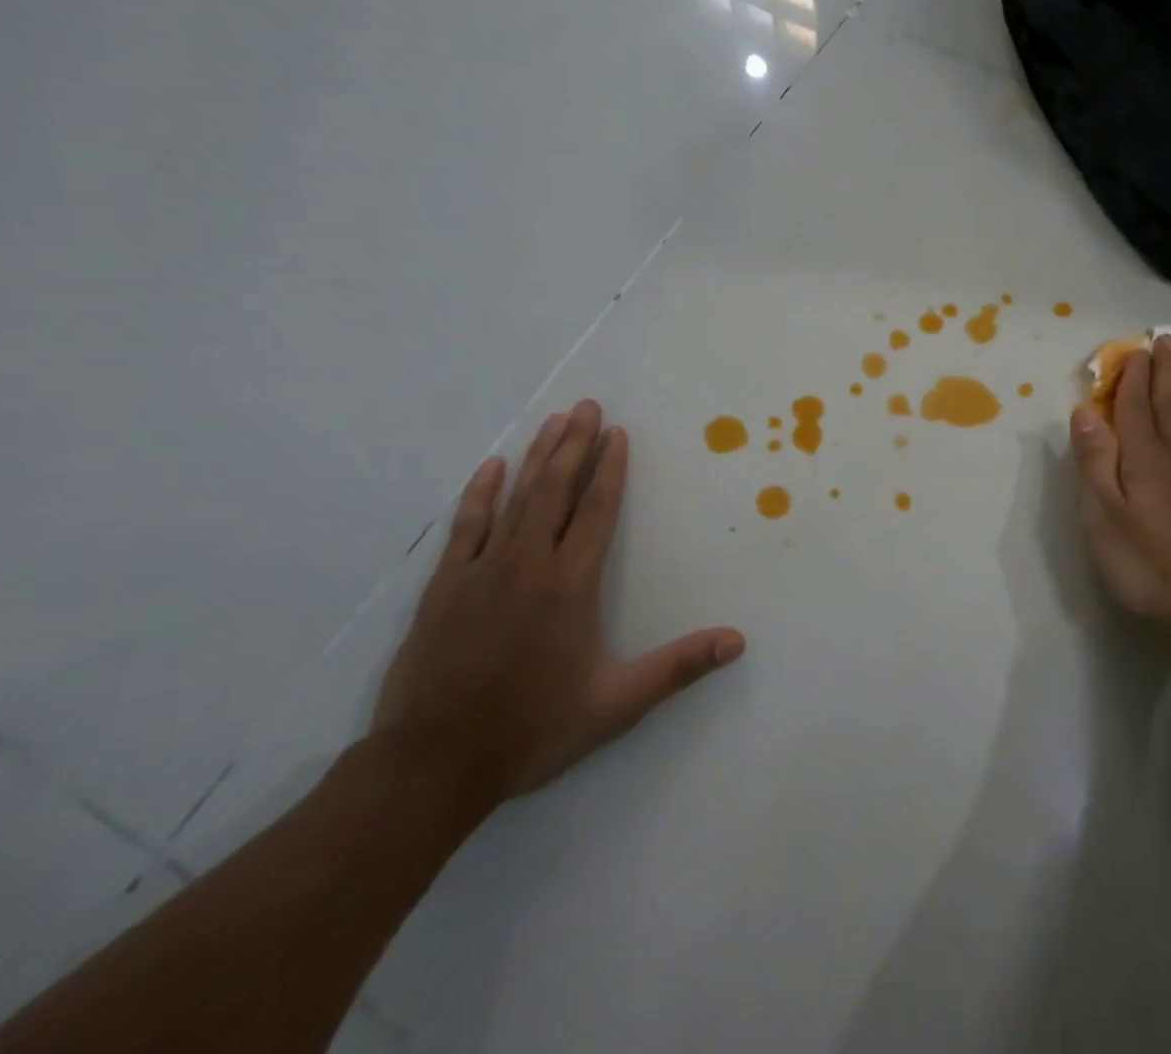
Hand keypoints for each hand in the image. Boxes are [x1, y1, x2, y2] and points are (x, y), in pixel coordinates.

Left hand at [371, 399, 744, 809]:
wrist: (433, 765)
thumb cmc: (532, 729)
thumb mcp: (617, 703)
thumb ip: (678, 667)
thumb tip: (737, 641)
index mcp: (571, 585)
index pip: (596, 512)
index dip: (609, 470)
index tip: (617, 433)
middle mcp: (529, 565)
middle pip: (556, 491)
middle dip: (575, 445)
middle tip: (587, 405)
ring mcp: (482, 571)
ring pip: (516, 499)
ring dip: (537, 457)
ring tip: (554, 421)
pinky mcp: (445, 587)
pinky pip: (466, 527)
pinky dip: (480, 494)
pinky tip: (491, 467)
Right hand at [1069, 335, 1170, 654]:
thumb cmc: (1151, 568)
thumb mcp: (1104, 520)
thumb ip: (1094, 463)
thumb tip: (1085, 412)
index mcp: (1143, 457)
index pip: (1133, 406)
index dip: (1131, 377)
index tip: (1133, 349)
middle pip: (1168, 402)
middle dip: (1163, 370)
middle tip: (1164, 338)